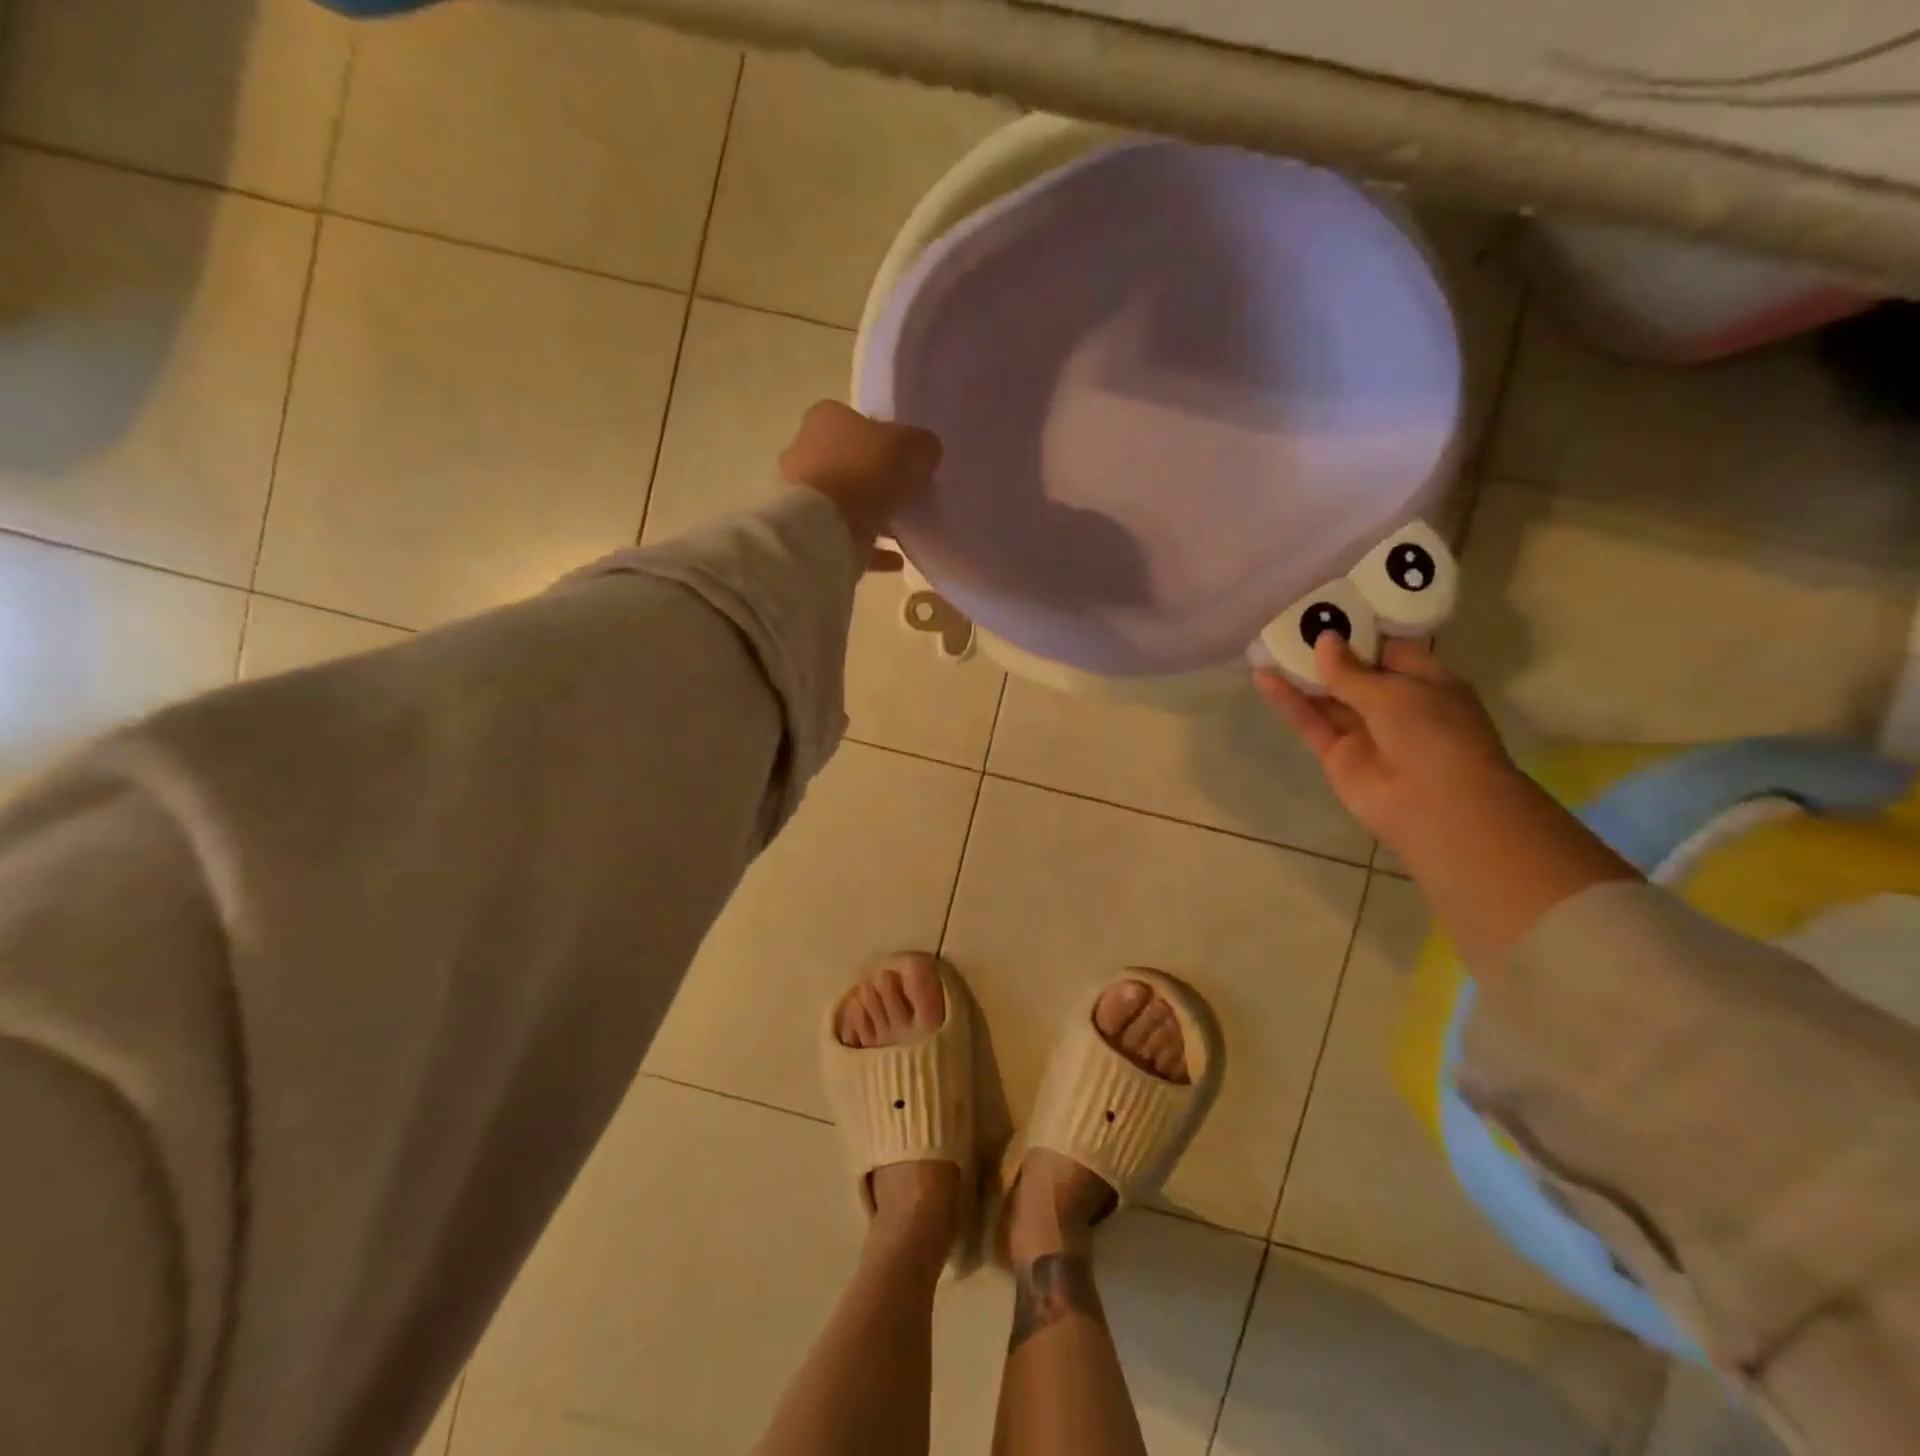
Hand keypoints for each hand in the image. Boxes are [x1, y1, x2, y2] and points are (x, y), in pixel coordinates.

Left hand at [778, 400, 941, 569]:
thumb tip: (926, 452)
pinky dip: (871, 547)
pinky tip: (896, 558)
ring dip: (872, 513)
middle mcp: (806, 449)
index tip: (908, 460)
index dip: (886, 439)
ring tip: (903, 529)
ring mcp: (803, 494)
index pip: (859, 421)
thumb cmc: (866, 472)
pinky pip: (847, 537)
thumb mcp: (911, 446)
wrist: (826, 528)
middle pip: (850, 462)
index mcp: (826, 418)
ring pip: (845, 500)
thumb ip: (922, 445)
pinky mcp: (808, 531)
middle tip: (906, 494)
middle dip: (876, 478)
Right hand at [1258, 634, 1637, 974]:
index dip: (1361, 629)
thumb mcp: (1395, 691)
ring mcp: (1363, 730)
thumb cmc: (1433, 734)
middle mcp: (1394, 705)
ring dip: (1301, 673)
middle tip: (1292, 620)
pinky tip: (1263, 677)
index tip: (1330, 606)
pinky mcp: (1335, 753)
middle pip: (1353, 672)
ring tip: (1269, 642)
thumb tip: (1324, 641)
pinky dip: (1288, 701)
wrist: (1435, 805)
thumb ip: (1351, 669)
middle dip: (1326, 649)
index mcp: (1426, 682)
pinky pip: (1310, 721)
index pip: (1390, 649)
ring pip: (1327, 696)